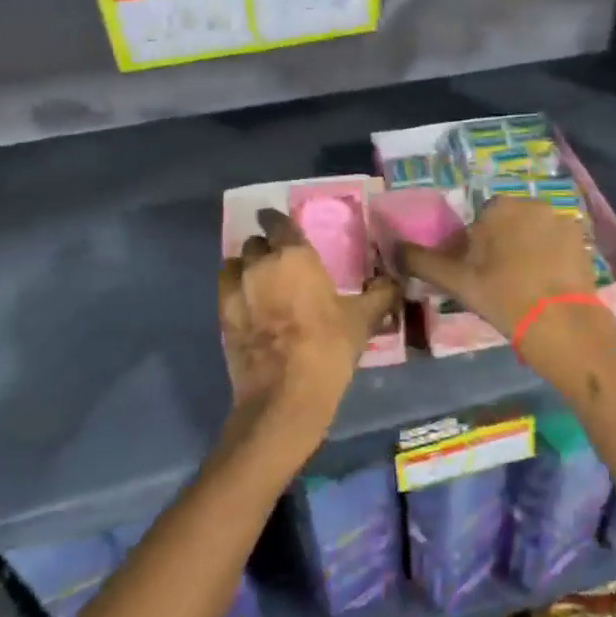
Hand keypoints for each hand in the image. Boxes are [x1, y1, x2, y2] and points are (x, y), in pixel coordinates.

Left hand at [217, 209, 398, 460]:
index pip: (278, 222)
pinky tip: (248, 307)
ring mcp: (235, 290)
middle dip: (265, 248)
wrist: (285, 394)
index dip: (278, 221)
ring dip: (245, 268)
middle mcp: (259, 264)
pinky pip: (225, 291)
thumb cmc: (328, 346)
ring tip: (259, 283)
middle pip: (254, 243)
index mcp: (294, 255)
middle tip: (280, 262)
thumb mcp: (363, 319)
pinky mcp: (221, 317)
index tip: (282, 226)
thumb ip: (380, 294)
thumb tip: (394, 281)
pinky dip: (235, 292)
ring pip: (234, 264)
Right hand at [394, 197, 605, 346]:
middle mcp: (533, 204)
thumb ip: (422, 261)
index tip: (474, 276)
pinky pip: (555, 246)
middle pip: (506, 225)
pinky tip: (545, 288)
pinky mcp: (582, 242)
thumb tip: (393, 248)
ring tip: (522, 289)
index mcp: (500, 207)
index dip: (472, 250)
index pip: (477, 223)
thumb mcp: (457, 282)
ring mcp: (562, 221)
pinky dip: (548, 260)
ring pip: (531, 235)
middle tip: (496, 284)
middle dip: (499, 248)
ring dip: (524, 253)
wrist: (564, 325)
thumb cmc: (504, 298)